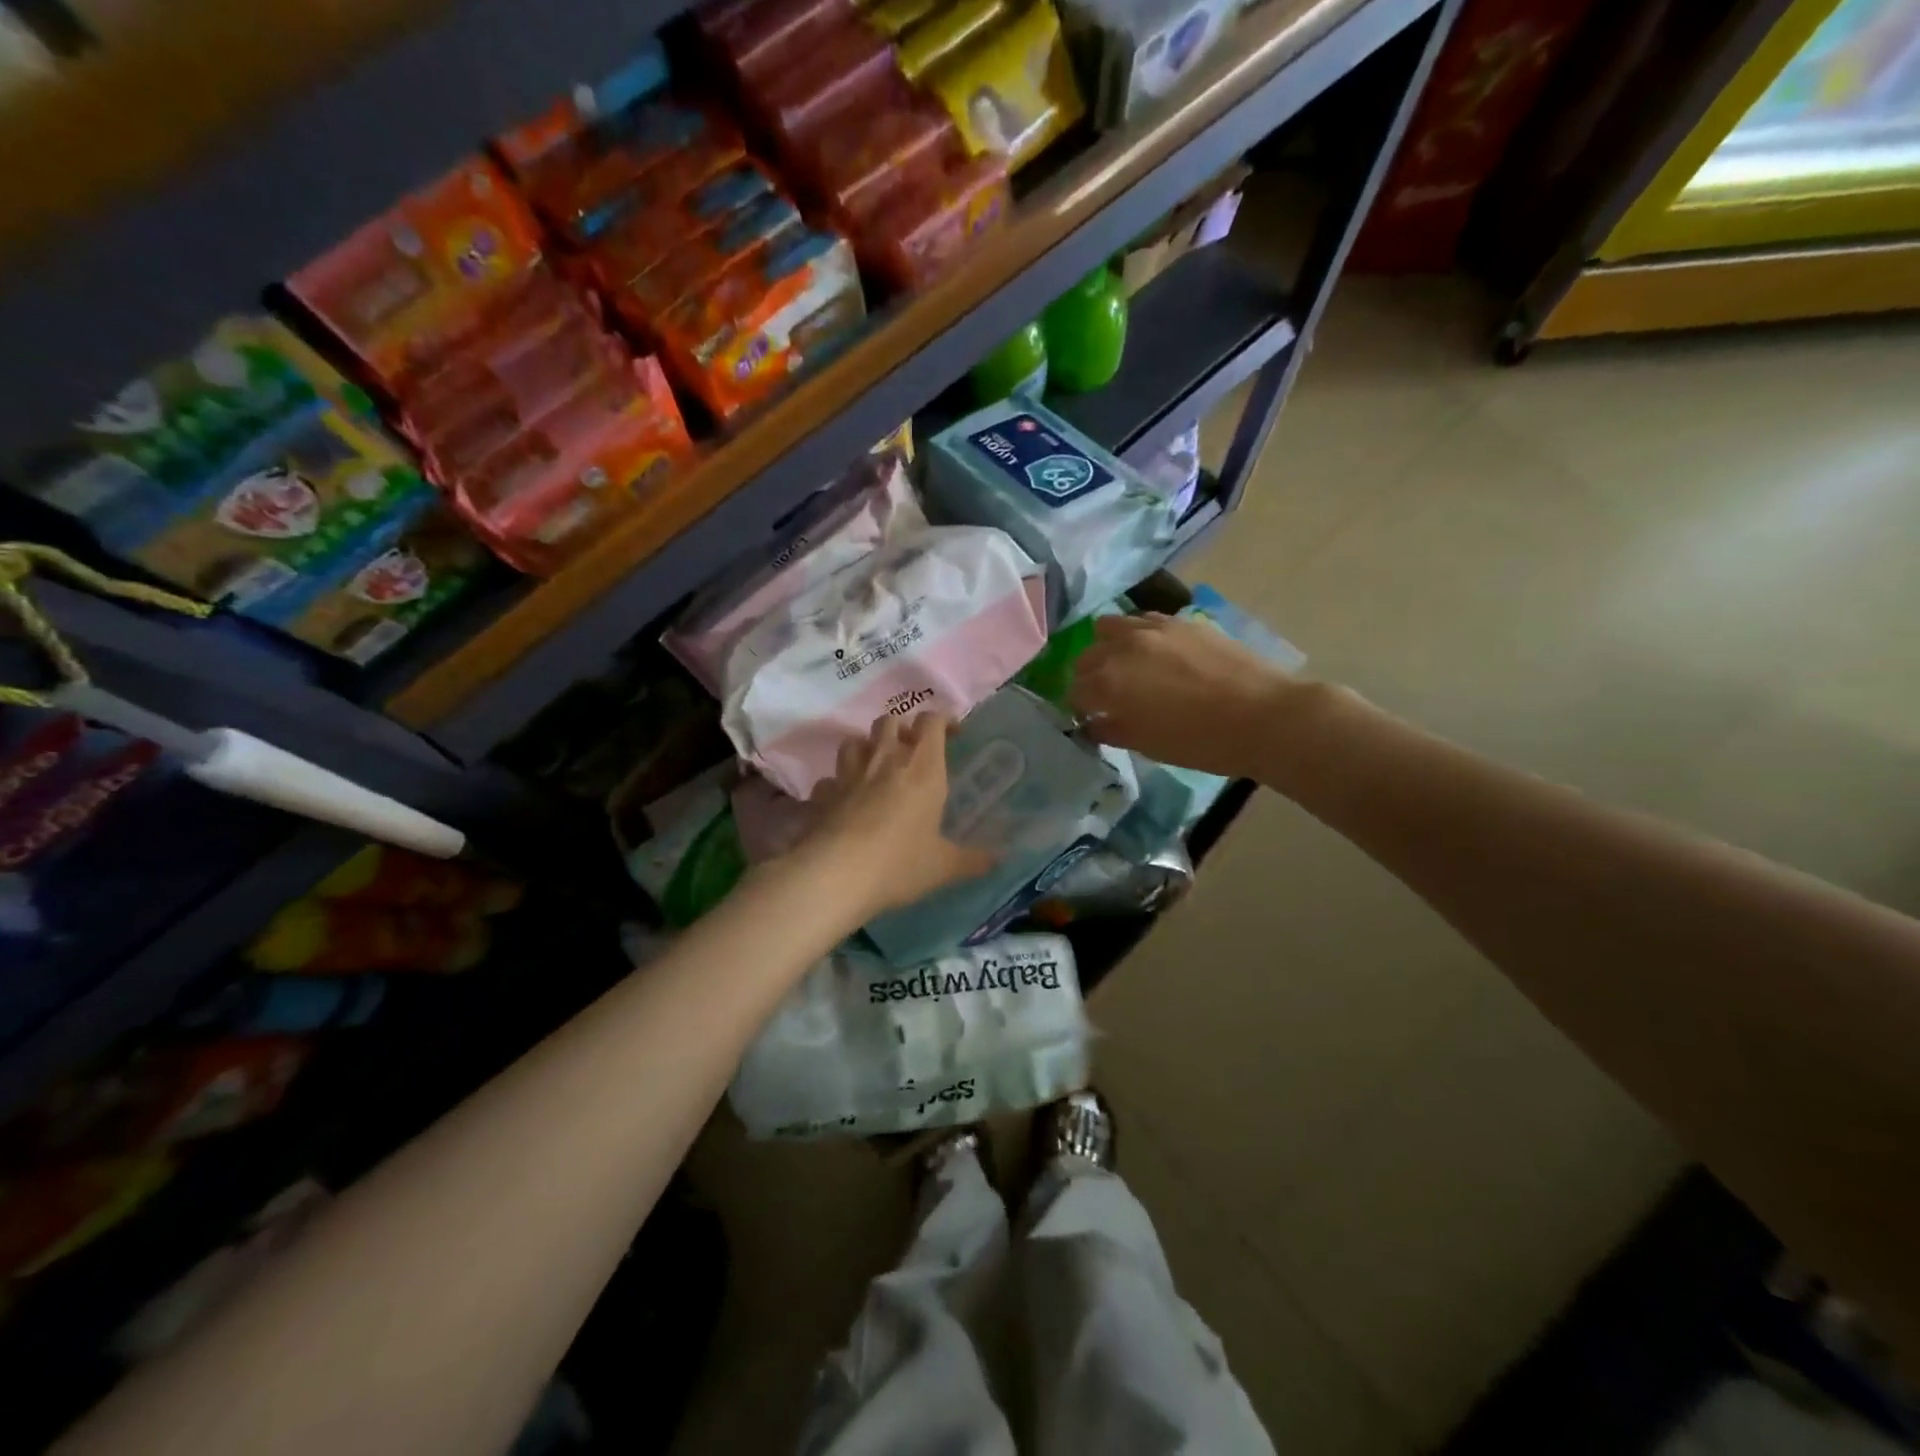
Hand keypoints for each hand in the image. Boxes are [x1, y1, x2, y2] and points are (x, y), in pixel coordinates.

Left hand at [793, 713, 995, 918]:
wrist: (835, 876)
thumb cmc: (899, 864)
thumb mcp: (943, 867)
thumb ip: (973, 860)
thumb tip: (1001, 858)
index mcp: (922, 769)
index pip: (931, 722)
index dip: (943, 720)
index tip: (953, 734)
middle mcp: (884, 760)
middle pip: (890, 721)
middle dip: (902, 728)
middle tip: (912, 750)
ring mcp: (848, 774)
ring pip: (854, 740)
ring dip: (867, 747)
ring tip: (876, 767)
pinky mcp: (822, 794)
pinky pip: (830, 779)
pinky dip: (838, 784)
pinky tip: (844, 801)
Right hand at [1068, 613, 1296, 778]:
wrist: (1262, 716)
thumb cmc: (1200, 741)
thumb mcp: (1148, 745)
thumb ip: (1111, 730)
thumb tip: (1091, 724)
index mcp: (1108, 683)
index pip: (1075, 692)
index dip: (1080, 708)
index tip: (1091, 718)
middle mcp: (1122, 648)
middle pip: (1087, 657)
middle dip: (1089, 677)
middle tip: (1107, 696)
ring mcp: (1152, 628)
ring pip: (1109, 628)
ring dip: (1108, 647)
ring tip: (1126, 666)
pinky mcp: (1180, 621)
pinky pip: (1143, 620)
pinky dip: (1137, 634)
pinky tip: (1154, 652)